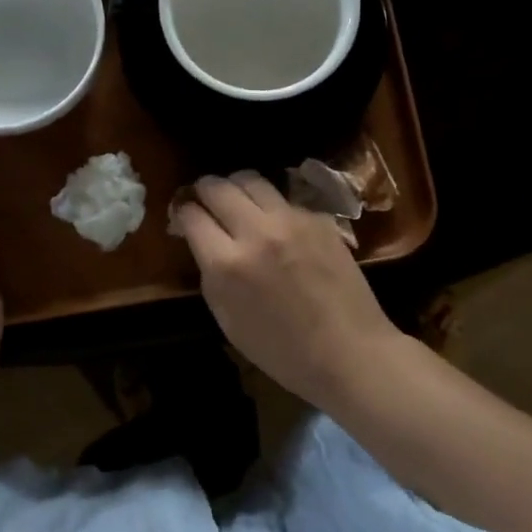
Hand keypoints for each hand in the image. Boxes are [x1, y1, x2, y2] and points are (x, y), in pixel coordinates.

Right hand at [174, 172, 402, 411]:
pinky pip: (283, 198)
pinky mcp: (317, 218)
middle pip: (218, 187)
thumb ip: (210, 273)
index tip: (183, 216)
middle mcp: (256, 232)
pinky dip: (270, 205)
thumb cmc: (282, 350)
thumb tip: (202, 240)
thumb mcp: (227, 320)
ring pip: (251, 180)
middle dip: (204, 189)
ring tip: (237, 200)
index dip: (182, 212)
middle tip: (204, 199)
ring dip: (236, 186)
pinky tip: (275, 223)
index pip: (191, 215)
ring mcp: (291, 220)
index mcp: (227, 264)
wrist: (349, 352)